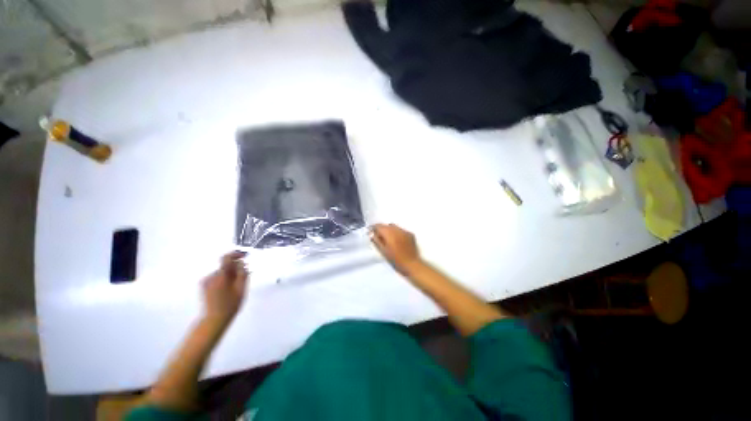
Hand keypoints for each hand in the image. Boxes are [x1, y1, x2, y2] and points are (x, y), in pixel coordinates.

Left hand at [202, 251, 248, 325]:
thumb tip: (241, 263)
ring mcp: (206, 282)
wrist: (214, 320)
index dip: (236, 254)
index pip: (226, 258)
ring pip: (222, 272)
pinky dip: (224, 279)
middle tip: (244, 275)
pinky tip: (229, 289)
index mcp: (220, 275)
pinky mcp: (204, 287)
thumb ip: (242, 273)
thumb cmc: (230, 304)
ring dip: (230, 274)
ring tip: (237, 285)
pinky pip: (217, 278)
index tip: (244, 256)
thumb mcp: (241, 288)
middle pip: (225, 266)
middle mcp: (211, 276)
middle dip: (235, 268)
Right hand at [370, 224, 423, 275]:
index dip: (374, 228)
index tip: (371, 232)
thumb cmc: (395, 260)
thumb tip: (372, 234)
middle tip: (380, 237)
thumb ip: (376, 241)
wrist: (411, 264)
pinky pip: (401, 230)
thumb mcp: (383, 251)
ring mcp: (405, 231)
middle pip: (386, 225)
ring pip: (394, 227)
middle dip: (382, 230)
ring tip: (389, 239)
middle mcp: (397, 229)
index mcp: (389, 233)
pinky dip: (397, 233)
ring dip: (390, 230)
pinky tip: (398, 241)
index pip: (379, 226)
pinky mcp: (410, 234)